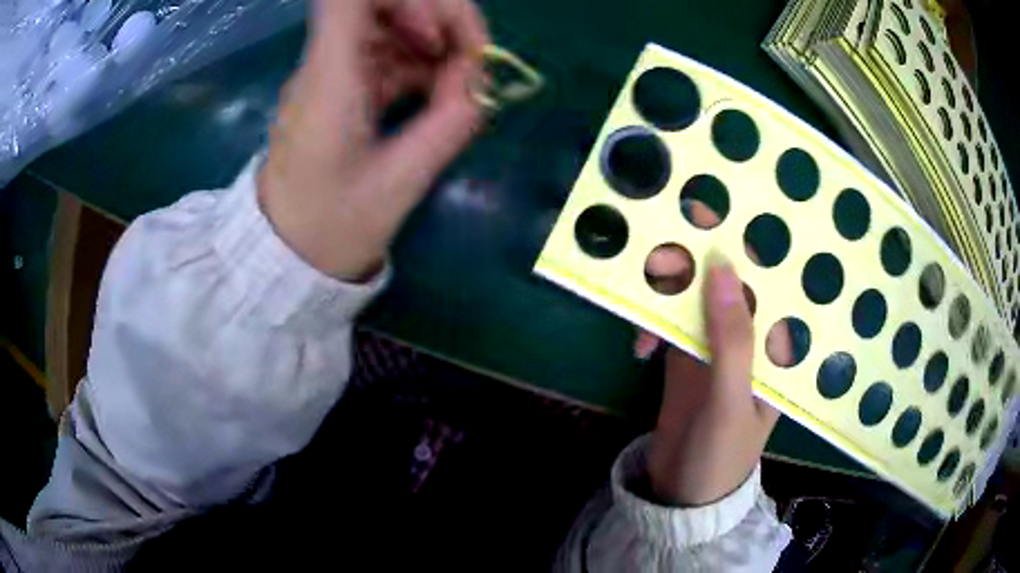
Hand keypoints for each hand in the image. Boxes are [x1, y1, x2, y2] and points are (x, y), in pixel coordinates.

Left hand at [258, 0, 488, 280]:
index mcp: (330, 79)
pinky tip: (439, 92)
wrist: (284, 254)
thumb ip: (448, 124)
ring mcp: (333, 73)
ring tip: (461, 82)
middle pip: (380, 1)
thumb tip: (481, 86)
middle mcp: (327, 64)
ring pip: (388, 23)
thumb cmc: (331, 227)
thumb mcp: (399, 183)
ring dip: (433, 39)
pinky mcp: (340, 88)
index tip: (440, 34)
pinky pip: (385, 53)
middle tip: (469, 59)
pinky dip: (419, 62)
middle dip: (436, 15)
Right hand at [637, 201, 792, 505]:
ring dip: (666, 291)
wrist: (682, 496)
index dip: (743, 241)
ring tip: (639, 295)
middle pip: (724, 281)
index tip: (710, 210)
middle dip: (692, 263)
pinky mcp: (686, 358)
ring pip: (694, 298)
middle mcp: (749, 336)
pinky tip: (639, 347)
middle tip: (656, 254)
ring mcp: (715, 346)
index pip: (766, 280)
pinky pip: (670, 323)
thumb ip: (732, 339)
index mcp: (774, 343)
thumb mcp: (730, 401)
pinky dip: (652, 325)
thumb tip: (722, 265)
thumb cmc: (720, 456)